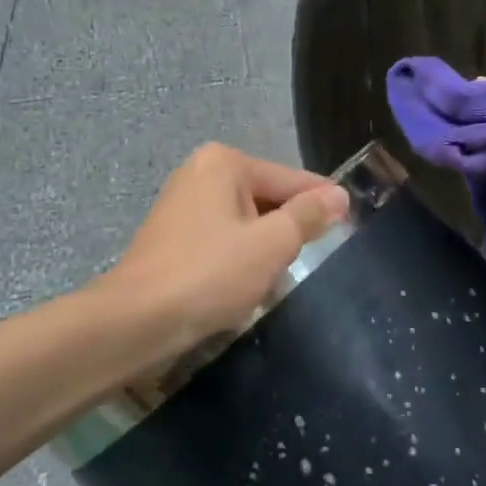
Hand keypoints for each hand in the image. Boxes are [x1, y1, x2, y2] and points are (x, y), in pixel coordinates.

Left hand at [99, 143, 349, 370]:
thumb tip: (339, 196)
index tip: (351, 220)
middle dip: (286, 231)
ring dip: (263, 249)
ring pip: (245, 222)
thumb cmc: (210, 275)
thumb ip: (307, 216)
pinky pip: (222, 239)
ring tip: (273, 280)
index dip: (322, 202)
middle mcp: (201, 172)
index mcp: (224, 163)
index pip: (290, 179)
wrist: (135, 322)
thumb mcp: (271, 244)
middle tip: (305, 261)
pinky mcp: (171, 236)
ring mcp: (181, 204)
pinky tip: (242, 286)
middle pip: (267, 198)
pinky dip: (237, 258)